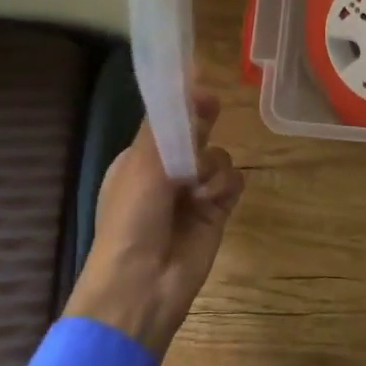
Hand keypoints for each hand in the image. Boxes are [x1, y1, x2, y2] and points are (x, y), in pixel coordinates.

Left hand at [63, 92, 245, 360]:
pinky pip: (233, 182)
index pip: (167, 122)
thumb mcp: (142, 164)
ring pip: (219, 157)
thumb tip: (191, 81)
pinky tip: (213, 201)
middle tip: (210, 116)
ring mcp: (194, 193)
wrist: (142, 284)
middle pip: (196, 135)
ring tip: (198, 189)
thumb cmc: (131, 219)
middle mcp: (167, 173)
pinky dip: (226, 186)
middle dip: (203, 128)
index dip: (185, 105)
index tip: (202, 91)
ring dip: (212, 167)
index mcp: (139, 159)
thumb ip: (168, 123)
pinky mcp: (217, 212)